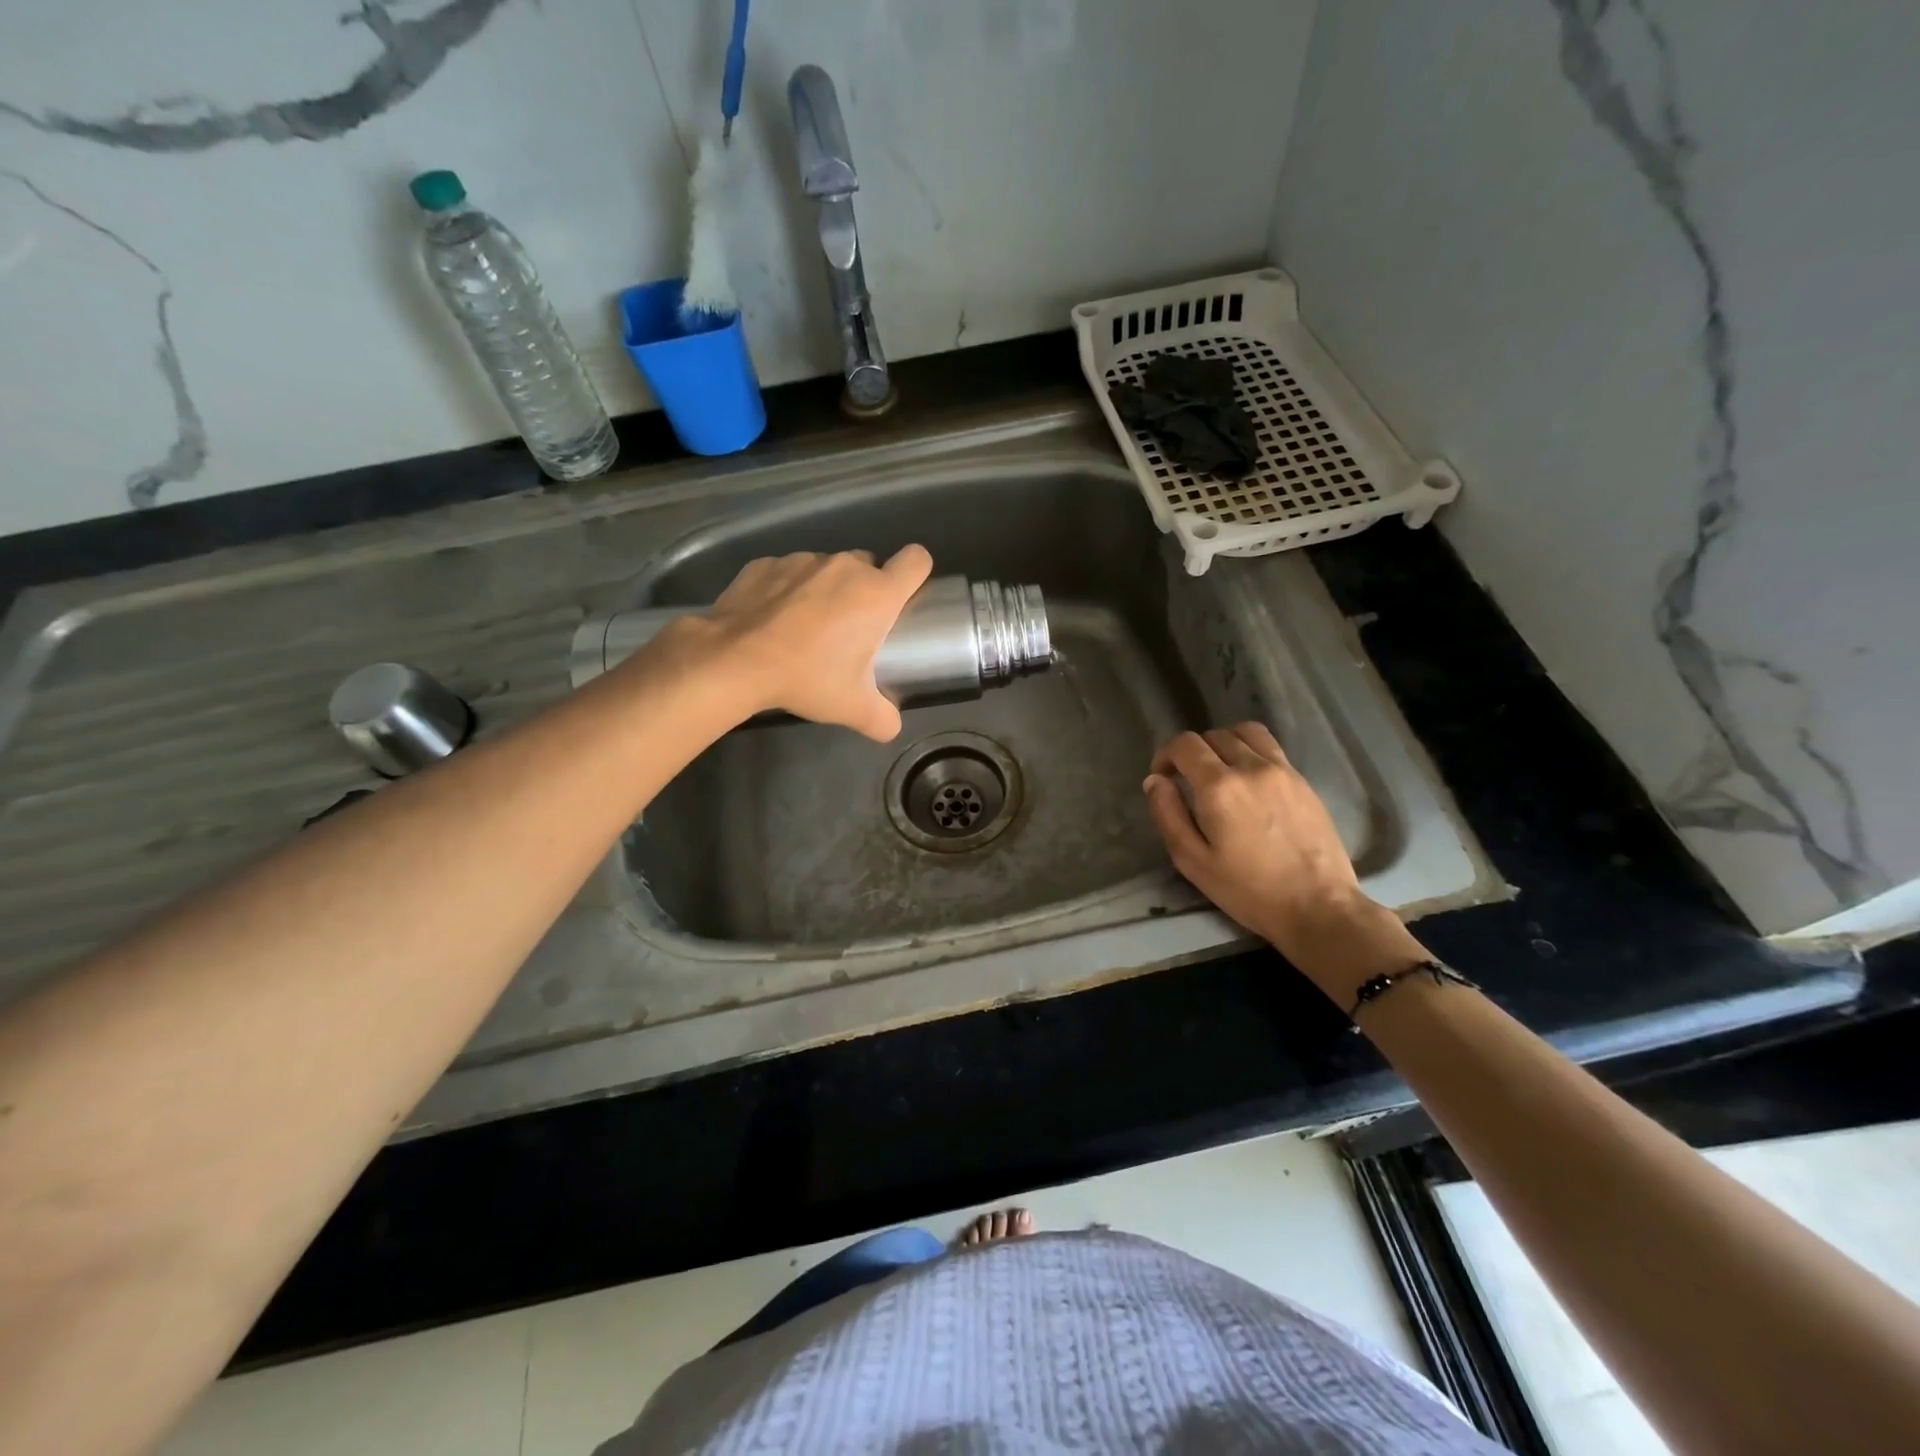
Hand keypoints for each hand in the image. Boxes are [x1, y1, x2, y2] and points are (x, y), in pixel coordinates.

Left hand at [696, 546, 933, 740]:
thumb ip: (883, 719)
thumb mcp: (853, 709)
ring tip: (805, 627)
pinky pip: (789, 572)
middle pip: (870, 565)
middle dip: (865, 590)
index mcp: (877, 594)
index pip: (916, 561)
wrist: (734, 660)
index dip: (916, 574)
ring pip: (828, 568)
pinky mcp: (767, 564)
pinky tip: (773, 620)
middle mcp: (845, 567)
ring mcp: (803, 560)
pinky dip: (787, 590)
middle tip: (850, 628)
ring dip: (825, 590)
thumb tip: (891, 727)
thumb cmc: (807, 678)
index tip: (904, 598)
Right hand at [1144, 723, 1419, 996]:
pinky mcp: (1303, 781)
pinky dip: (1251, 752)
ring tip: (1220, 770)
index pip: (1185, 745)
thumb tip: (1155, 780)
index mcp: (1219, 787)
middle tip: (1188, 780)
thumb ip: (1168, 814)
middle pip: (1214, 735)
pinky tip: (1249, 782)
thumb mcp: (1193, 861)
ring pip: (1246, 733)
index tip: (1163, 777)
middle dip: (1193, 751)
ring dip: (1224, 743)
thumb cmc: (1248, 890)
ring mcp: (1283, 770)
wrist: (1318, 907)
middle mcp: (1251, 767)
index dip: (1165, 755)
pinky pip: (1271, 748)